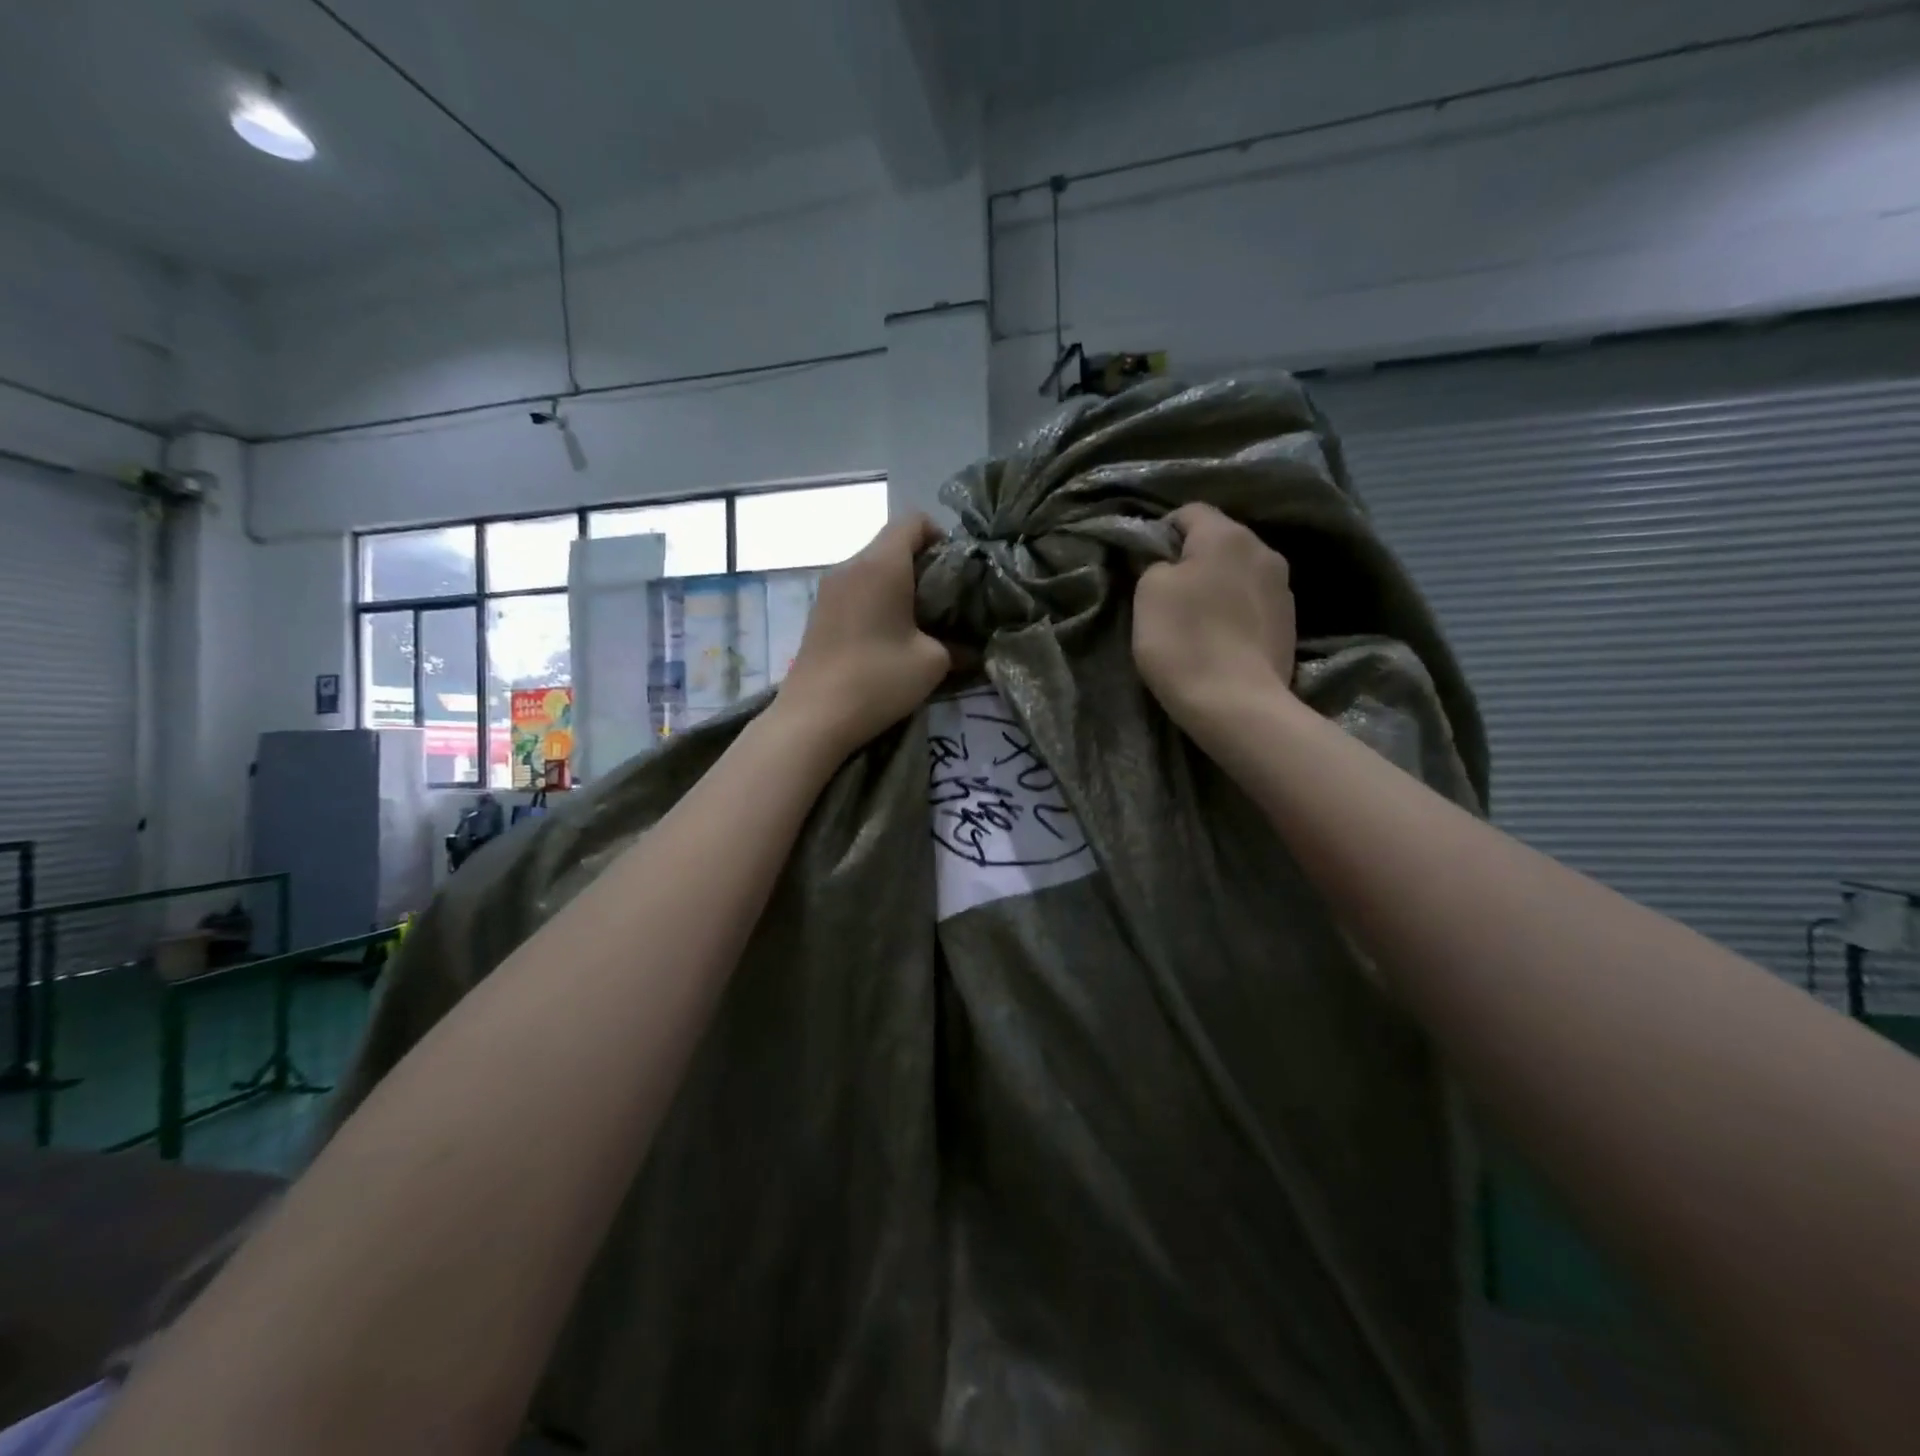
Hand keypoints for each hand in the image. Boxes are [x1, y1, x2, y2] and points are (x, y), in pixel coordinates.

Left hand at [774, 514, 952, 756]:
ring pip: (871, 568)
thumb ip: (957, 646)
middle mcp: (850, 566)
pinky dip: (875, 600)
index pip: (913, 520)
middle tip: (944, 601)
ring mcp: (828, 589)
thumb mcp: (932, 663)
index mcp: (881, 565)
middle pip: (891, 544)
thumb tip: (970, 649)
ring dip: (897, 585)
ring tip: (918, 622)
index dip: (940, 535)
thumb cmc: (878, 680)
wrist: (813, 717)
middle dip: (922, 564)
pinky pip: (855, 590)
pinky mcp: (818, 613)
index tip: (955, 570)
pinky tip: (887, 636)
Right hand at [1132, 503, 1296, 737]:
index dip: (1162, 531)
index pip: (1190, 511)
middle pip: (1220, 541)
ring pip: (1239, 572)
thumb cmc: (1184, 640)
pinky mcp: (1290, 623)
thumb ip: (1157, 564)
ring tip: (1196, 619)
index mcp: (1227, 535)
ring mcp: (1283, 588)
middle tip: (1167, 593)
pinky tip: (1220, 638)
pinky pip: (1253, 603)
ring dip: (1217, 586)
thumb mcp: (1148, 591)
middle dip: (1193, 559)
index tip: (1144, 562)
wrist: (1236, 704)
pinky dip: (1235, 611)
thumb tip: (1172, 566)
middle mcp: (1264, 550)